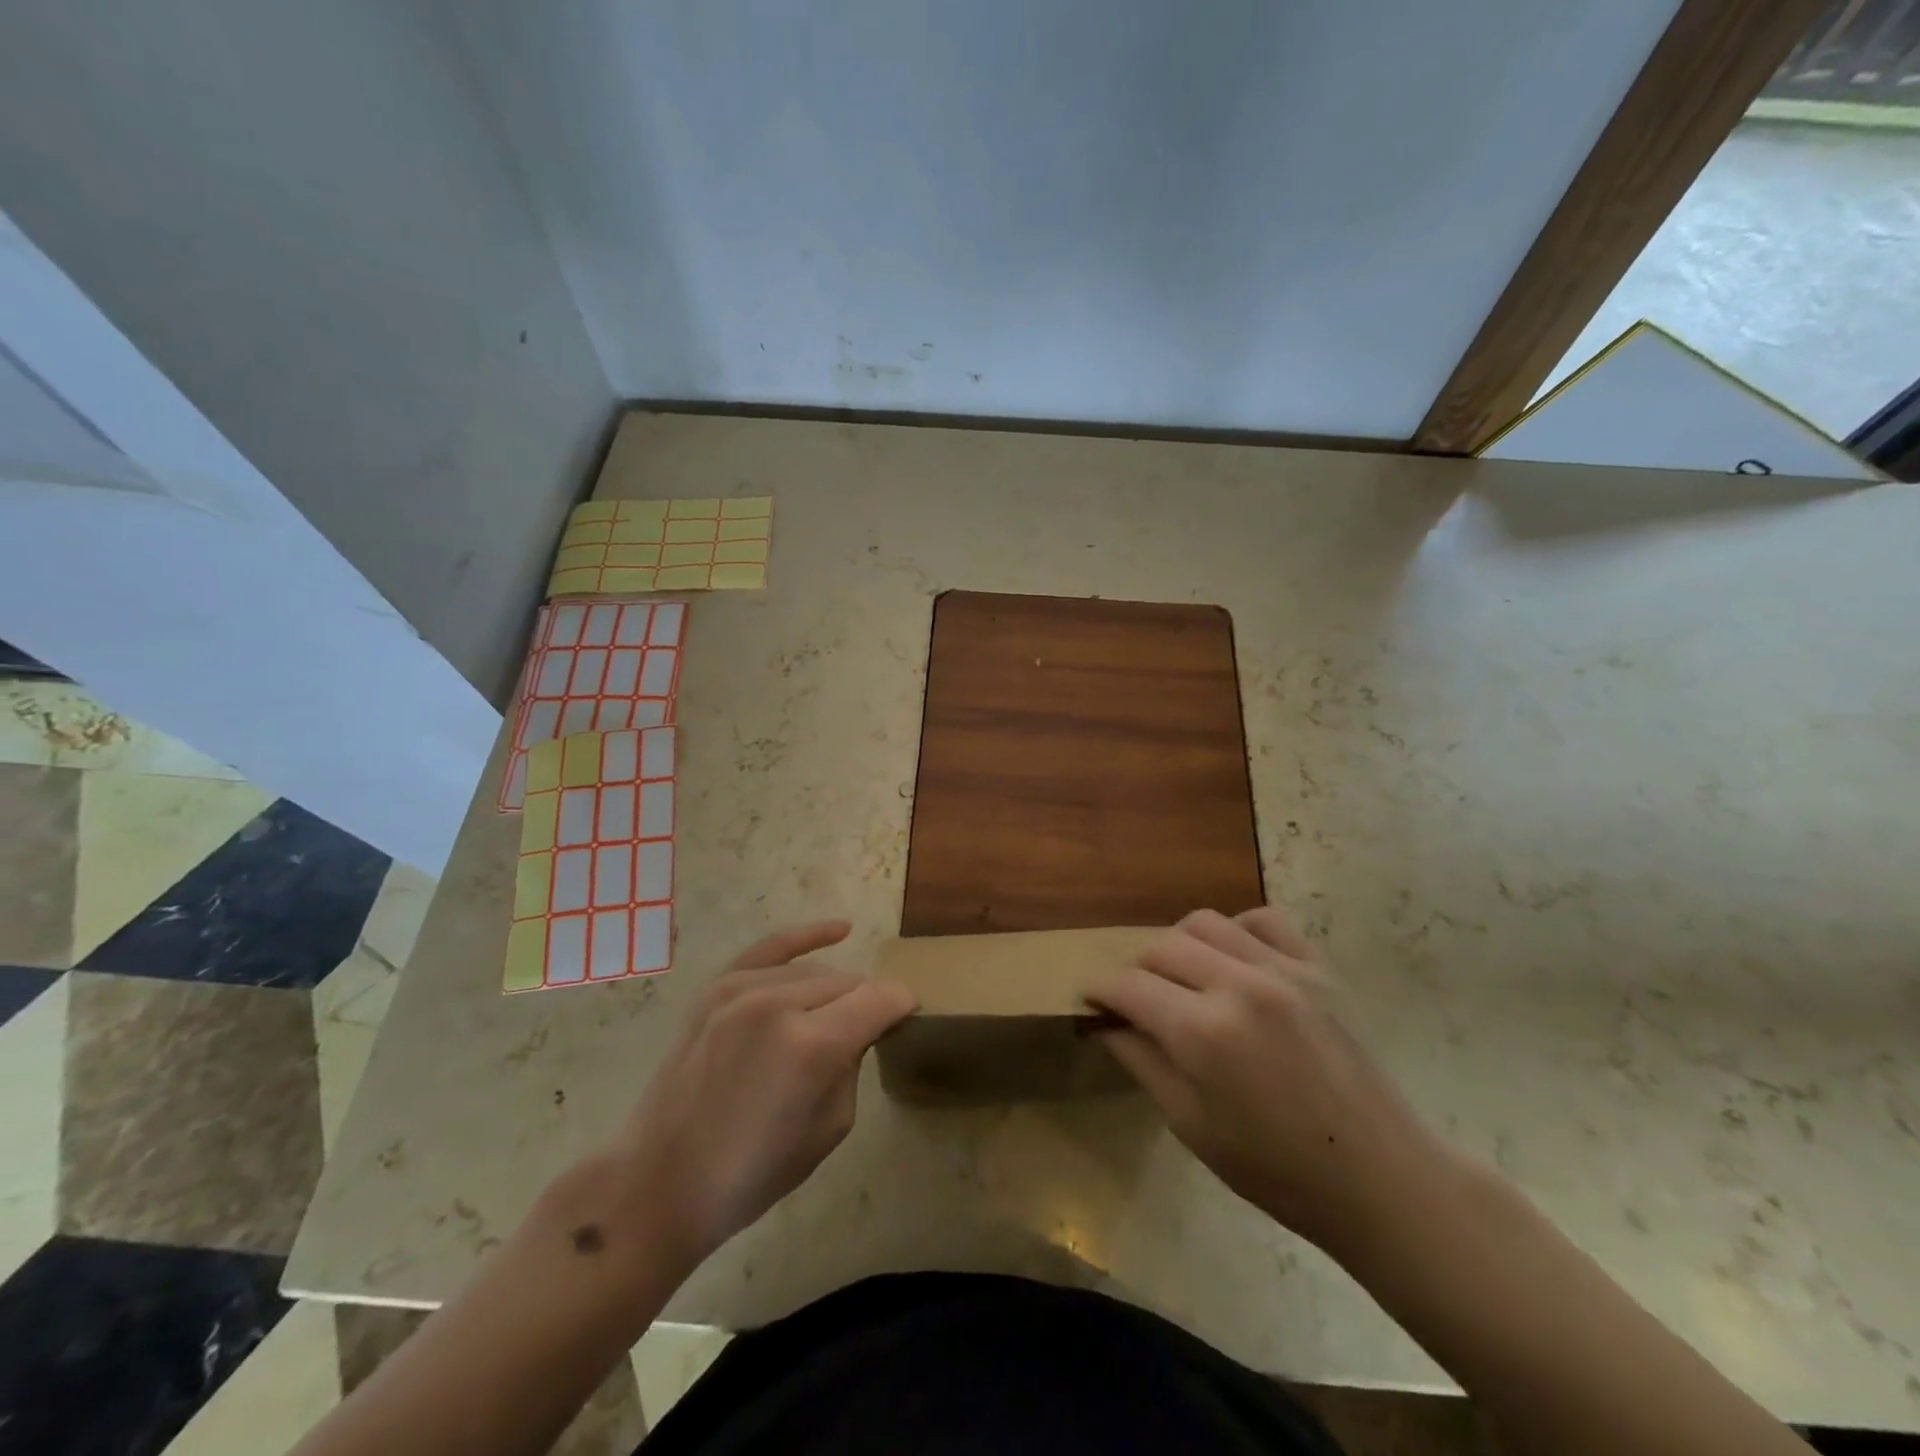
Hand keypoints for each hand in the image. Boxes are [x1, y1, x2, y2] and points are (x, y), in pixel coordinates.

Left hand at [605, 921, 914, 1270]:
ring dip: (833, 993)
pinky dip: (807, 936)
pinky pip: (772, 947)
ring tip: (829, 1022)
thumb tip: (860, 1027)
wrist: (658, 1181)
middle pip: (850, 983)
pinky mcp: (717, 987)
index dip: (902, 1008)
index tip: (908, 1021)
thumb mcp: (829, 1129)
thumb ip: (853, 1063)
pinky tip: (839, 929)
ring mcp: (742, 989)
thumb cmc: (751, 1173)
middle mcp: (779, 1004)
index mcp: (812, 1046)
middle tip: (862, 1039)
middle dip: (864, 1006)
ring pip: (816, 971)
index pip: (882, 999)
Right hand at [1089, 907, 1449, 1258]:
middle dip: (1136, 970)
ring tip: (1182, 978)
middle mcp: (1237, 984)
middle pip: (1160, 946)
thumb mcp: (1191, 1126)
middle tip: (1136, 1000)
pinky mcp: (1317, 966)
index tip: (1090, 999)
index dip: (1100, 991)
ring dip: (1178, 945)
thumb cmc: (1277, 1170)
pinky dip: (1236, 930)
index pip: (1128, 986)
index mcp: (1202, 1032)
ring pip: (1204, 923)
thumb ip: (1142, 1061)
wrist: (1381, 1178)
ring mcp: (1282, 969)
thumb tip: (1106, 1022)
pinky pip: (1262, 920)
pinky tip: (1234, 960)